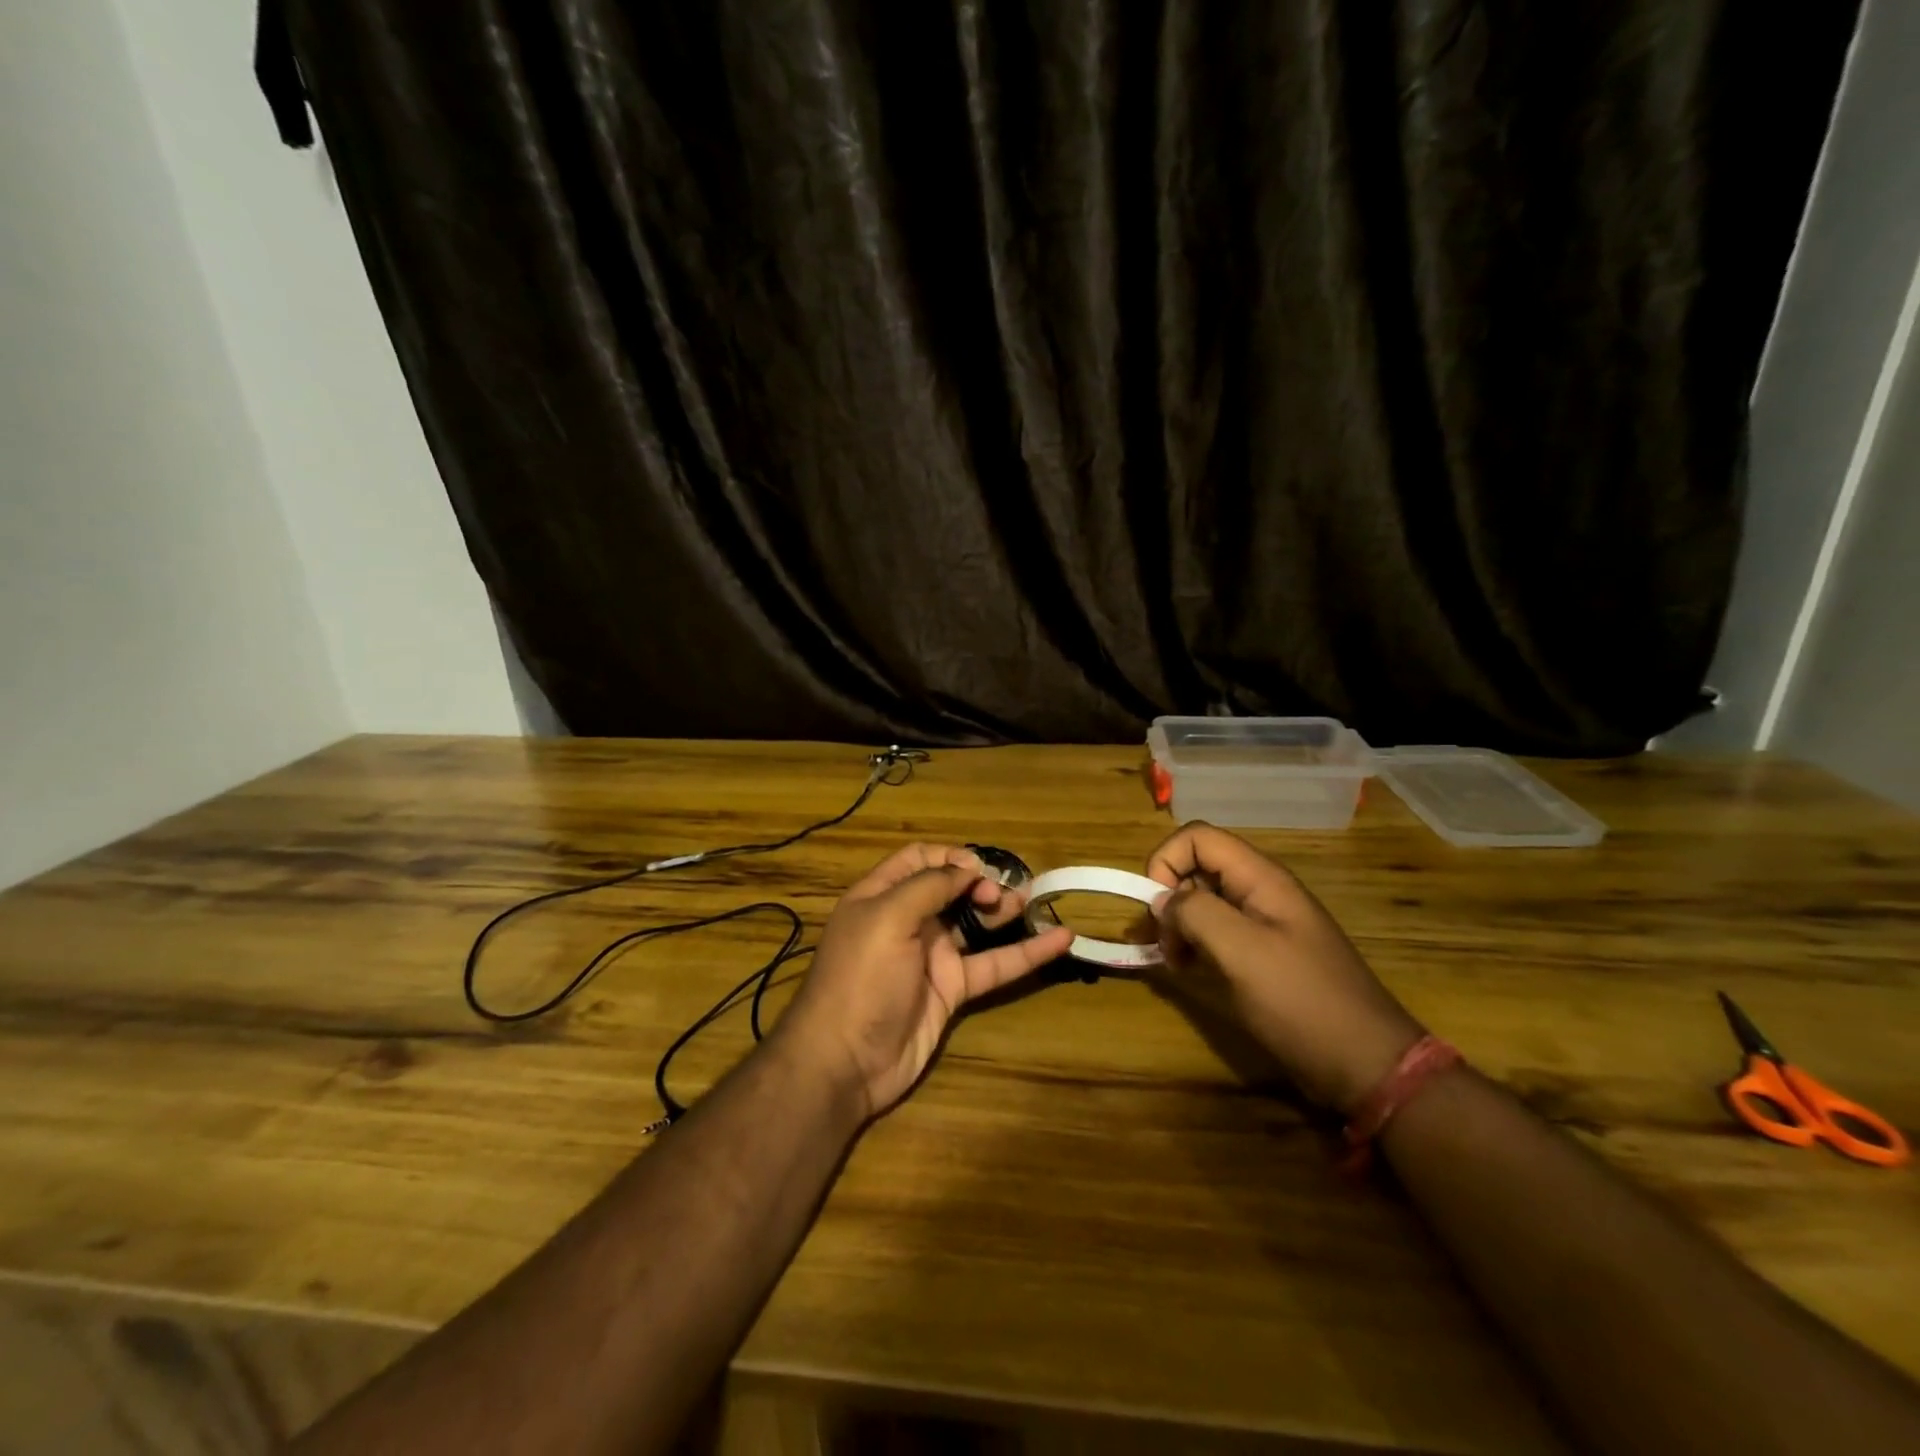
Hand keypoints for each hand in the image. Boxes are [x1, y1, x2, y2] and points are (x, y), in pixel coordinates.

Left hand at [775, 844, 1073, 1119]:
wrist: (845, 1061)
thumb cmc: (861, 978)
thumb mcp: (887, 918)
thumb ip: (929, 886)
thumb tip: (967, 866)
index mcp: (882, 896)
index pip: (920, 860)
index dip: (951, 858)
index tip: (980, 869)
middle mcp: (907, 921)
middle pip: (952, 889)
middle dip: (982, 883)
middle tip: (1004, 894)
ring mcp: (931, 956)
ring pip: (975, 924)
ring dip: (1004, 911)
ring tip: (1034, 902)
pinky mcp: (952, 990)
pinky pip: (993, 965)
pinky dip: (1026, 953)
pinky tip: (1059, 939)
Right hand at [1145, 823, 1424, 1114]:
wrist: (1367, 1064)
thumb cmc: (1302, 1002)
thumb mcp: (1243, 953)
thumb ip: (1196, 914)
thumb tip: (1161, 901)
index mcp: (1261, 878)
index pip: (1197, 837)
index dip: (1166, 861)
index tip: (1155, 907)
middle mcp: (1261, 891)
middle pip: (1197, 867)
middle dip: (1168, 897)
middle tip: (1161, 943)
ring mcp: (1264, 923)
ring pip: (1203, 900)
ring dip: (1178, 924)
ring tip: (1174, 962)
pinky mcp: (1263, 953)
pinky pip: (1217, 931)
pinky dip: (1194, 943)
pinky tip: (1191, 970)